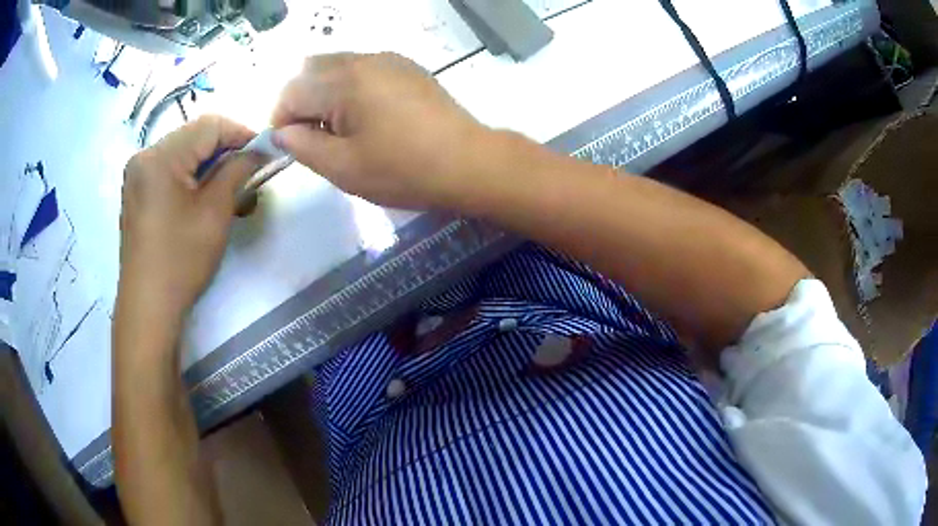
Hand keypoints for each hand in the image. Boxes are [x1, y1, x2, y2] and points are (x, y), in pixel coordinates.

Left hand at [118, 116, 262, 322]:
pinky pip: (169, 170)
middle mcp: (144, 156)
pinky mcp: (136, 192)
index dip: (241, 133)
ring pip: (182, 153)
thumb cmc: (181, 261)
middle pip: (194, 137)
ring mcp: (137, 175)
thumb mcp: (215, 212)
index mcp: (160, 156)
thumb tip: (260, 150)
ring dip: (209, 164)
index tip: (264, 153)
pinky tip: (203, 197)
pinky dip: (191, 176)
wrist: (148, 307)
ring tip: (228, 188)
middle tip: (248, 173)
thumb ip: (238, 170)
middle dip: (225, 150)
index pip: (209, 126)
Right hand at [271, 52, 489, 208]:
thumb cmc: (403, 170)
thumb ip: (302, 147)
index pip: (292, 92)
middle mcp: (363, 59)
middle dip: (302, 102)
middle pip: (311, 71)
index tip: (292, 147)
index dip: (282, 121)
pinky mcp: (407, 67)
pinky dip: (350, 87)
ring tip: (342, 129)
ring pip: (337, 66)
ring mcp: (388, 59)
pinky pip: (362, 68)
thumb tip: (281, 133)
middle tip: (316, 138)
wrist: (468, 162)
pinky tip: (367, 115)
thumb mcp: (343, 168)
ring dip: (325, 93)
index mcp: (344, 81)